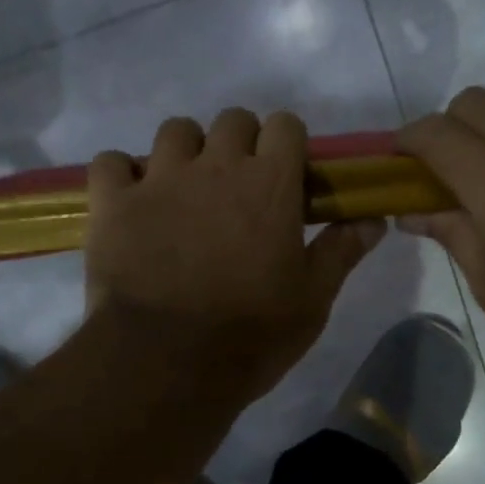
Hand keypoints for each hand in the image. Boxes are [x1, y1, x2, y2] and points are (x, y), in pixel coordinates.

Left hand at [85, 108, 386, 402]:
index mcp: (271, 183)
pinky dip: (122, 176)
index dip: (287, 145)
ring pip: (174, 131)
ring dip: (184, 153)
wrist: (167, 363)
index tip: (286, 177)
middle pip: (232, 120)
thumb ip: (341, 251)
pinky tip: (131, 203)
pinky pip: (111, 162)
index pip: (285, 125)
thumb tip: (373, 219)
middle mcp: (216, 166)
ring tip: (184, 191)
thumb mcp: (312, 300)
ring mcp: (160, 179)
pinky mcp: (113, 202)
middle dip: (239, 144)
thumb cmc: (252, 335)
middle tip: (237, 189)